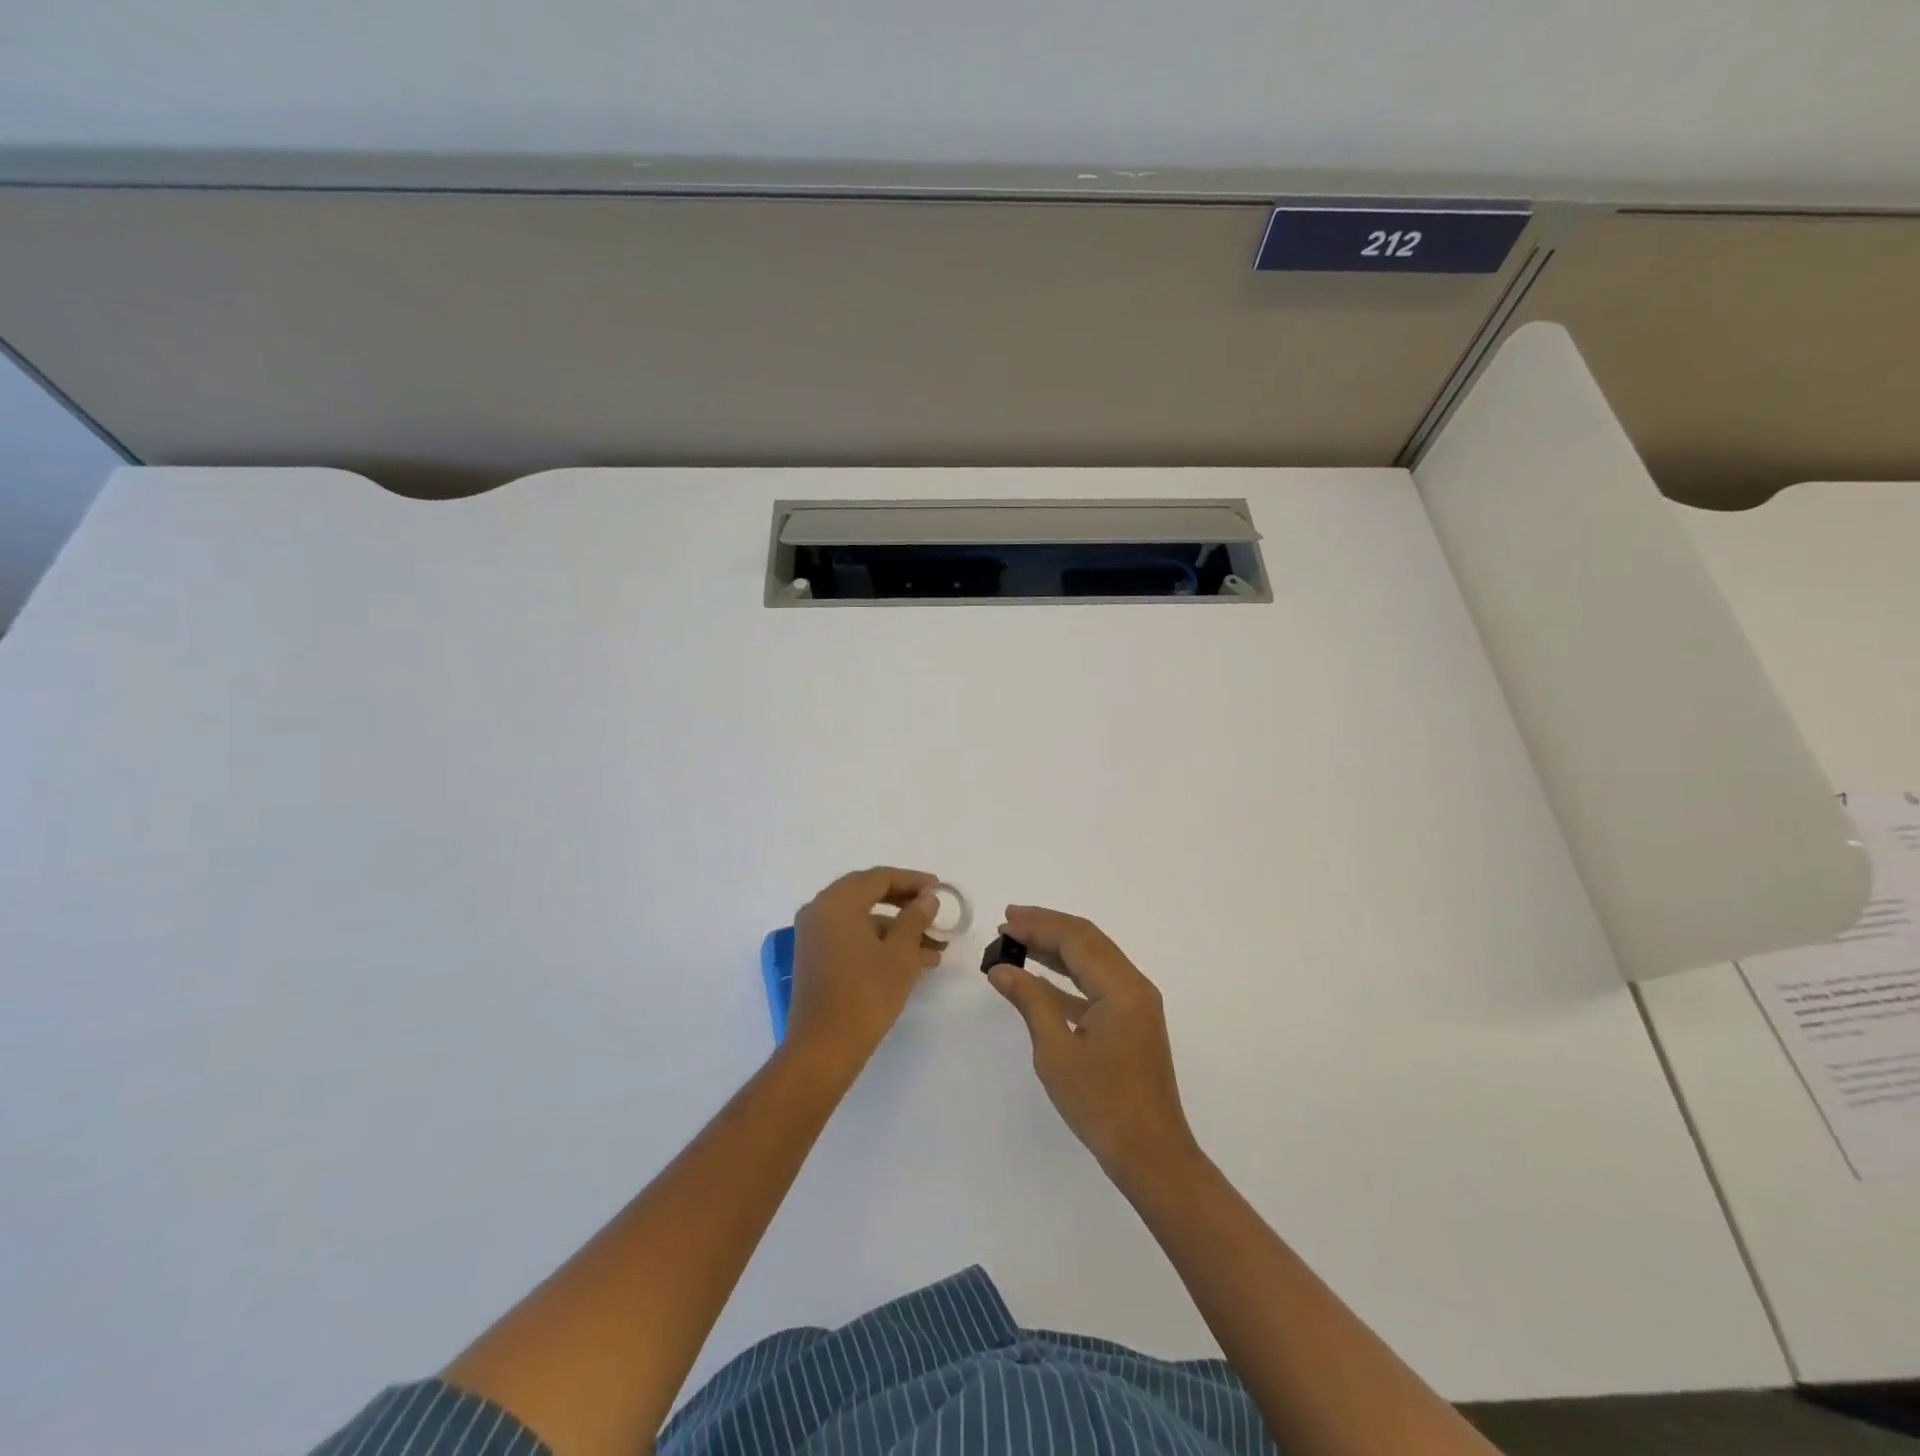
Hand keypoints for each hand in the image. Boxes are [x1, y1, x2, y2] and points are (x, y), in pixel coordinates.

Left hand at [787, 867, 943, 1068]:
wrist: (824, 1049)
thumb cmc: (865, 994)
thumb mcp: (900, 954)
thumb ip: (915, 918)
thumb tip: (927, 898)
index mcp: (837, 902)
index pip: (879, 878)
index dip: (913, 881)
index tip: (940, 889)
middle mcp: (820, 911)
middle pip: (869, 895)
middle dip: (906, 904)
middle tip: (935, 911)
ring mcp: (814, 936)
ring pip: (863, 920)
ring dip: (898, 929)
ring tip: (935, 948)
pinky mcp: (816, 959)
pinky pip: (852, 938)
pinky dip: (880, 944)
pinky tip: (913, 962)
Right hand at [987, 906, 1200, 1190]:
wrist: (1151, 1155)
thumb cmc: (1101, 1104)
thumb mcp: (1056, 1052)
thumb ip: (1031, 1001)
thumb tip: (1001, 968)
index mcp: (1122, 987)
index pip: (1076, 939)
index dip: (1038, 925)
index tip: (1003, 923)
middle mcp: (1134, 985)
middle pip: (1087, 940)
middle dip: (1047, 927)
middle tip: (1007, 922)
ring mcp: (1136, 1003)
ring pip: (1093, 959)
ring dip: (1056, 947)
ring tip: (1018, 941)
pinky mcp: (1131, 1021)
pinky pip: (1097, 982)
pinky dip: (1067, 974)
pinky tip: (1040, 977)